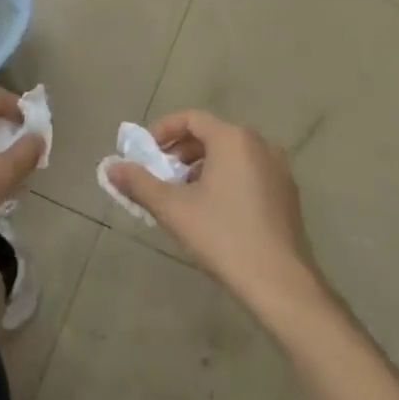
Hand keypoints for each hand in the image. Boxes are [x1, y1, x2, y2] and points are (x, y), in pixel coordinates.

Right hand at [108, 110, 328, 321]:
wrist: (279, 282)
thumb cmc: (222, 237)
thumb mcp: (173, 209)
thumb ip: (140, 183)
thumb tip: (111, 167)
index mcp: (233, 139)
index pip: (191, 118)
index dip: (163, 130)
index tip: (145, 152)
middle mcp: (259, 143)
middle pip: (212, 134)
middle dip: (181, 150)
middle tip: (160, 173)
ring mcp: (278, 167)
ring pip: (231, 154)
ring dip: (203, 165)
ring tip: (183, 194)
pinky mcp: (287, 191)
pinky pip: (249, 170)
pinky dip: (226, 177)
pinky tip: (214, 209)